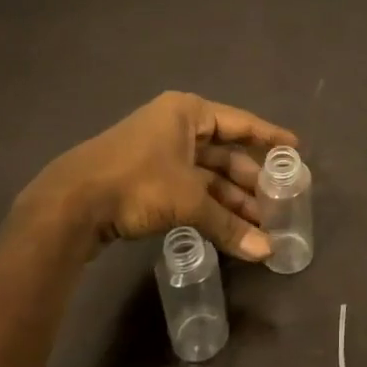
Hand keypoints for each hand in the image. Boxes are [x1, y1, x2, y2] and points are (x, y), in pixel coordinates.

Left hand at [24, 91, 297, 260]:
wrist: (70, 203)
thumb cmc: (137, 183)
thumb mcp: (188, 201)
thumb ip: (228, 224)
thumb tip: (267, 253)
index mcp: (187, 113)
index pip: (240, 123)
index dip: (269, 137)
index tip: (296, 150)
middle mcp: (174, 126)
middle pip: (223, 152)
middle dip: (249, 181)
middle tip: (276, 203)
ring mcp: (157, 152)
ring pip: (205, 174)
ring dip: (230, 199)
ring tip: (257, 225)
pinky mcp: (144, 177)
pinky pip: (188, 188)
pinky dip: (208, 206)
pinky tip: (227, 227)